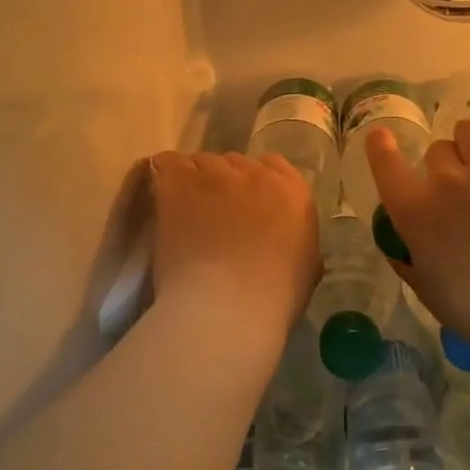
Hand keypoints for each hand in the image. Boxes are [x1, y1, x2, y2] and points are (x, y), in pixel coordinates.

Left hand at [147, 152, 319, 356]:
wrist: (229, 306)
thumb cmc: (273, 297)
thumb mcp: (306, 266)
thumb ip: (296, 238)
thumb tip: (283, 238)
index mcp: (293, 191)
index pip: (273, 166)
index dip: (255, 184)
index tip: (246, 205)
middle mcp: (256, 173)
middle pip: (235, 163)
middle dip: (224, 183)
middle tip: (212, 213)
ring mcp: (216, 174)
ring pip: (201, 162)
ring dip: (194, 181)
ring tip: (184, 209)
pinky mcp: (180, 181)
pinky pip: (168, 163)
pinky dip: (165, 175)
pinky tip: (163, 196)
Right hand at [366, 121, 469, 357]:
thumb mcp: (425, 289)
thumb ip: (406, 258)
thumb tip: (399, 242)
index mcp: (414, 211)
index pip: (385, 163)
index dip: (380, 147)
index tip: (380, 137)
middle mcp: (445, 181)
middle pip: (436, 149)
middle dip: (442, 165)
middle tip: (457, 187)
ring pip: (469, 130)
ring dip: (469, 143)